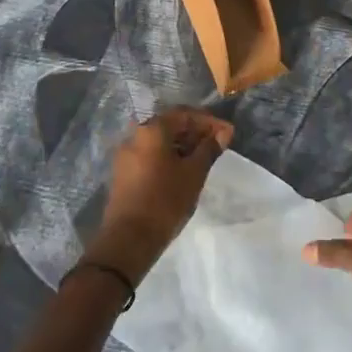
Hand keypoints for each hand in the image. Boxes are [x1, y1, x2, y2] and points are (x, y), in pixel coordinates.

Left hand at [86, 108, 233, 281]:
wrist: (129, 238)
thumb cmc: (166, 200)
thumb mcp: (194, 173)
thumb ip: (209, 149)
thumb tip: (223, 133)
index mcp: (152, 130)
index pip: (185, 114)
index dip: (209, 121)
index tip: (228, 133)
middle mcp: (135, 135)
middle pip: (170, 125)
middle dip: (196, 132)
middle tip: (218, 144)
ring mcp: (126, 154)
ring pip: (159, 141)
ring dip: (183, 145)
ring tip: (204, 158)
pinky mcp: (124, 172)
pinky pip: (150, 155)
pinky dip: (169, 156)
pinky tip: (183, 170)